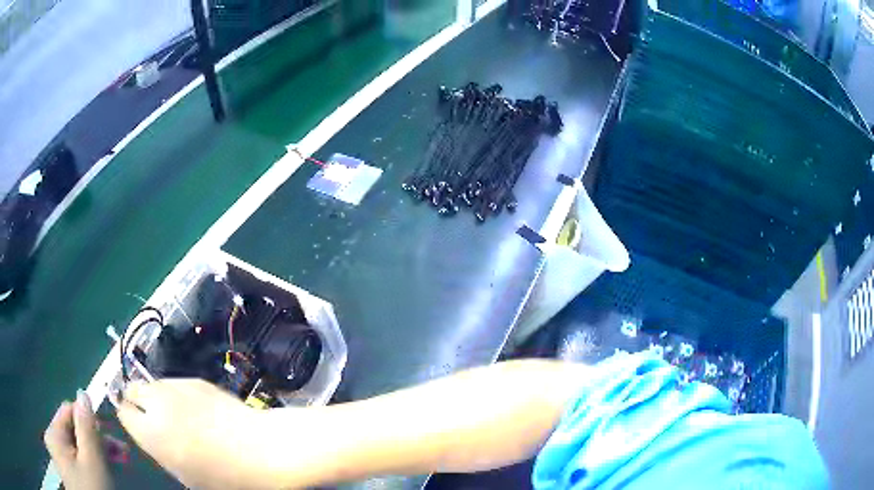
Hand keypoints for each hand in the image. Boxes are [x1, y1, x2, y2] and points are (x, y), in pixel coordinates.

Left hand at [44, 391, 111, 489]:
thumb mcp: (93, 462)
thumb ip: (87, 426)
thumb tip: (85, 394)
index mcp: (53, 434)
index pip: (69, 410)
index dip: (90, 418)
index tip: (112, 434)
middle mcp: (53, 440)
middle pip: (74, 429)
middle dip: (98, 439)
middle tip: (122, 453)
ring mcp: (60, 456)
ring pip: (78, 445)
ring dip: (99, 452)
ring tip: (119, 462)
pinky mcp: (68, 470)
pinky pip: (79, 458)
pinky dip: (93, 462)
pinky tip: (107, 470)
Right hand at [116, 379, 277, 489]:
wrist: (262, 450)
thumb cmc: (224, 475)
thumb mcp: (184, 474)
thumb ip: (158, 449)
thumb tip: (149, 433)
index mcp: (151, 432)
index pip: (123, 413)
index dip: (130, 419)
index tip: (136, 425)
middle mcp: (157, 403)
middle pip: (132, 389)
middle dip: (137, 402)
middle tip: (152, 417)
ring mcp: (177, 387)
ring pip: (152, 383)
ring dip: (156, 396)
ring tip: (175, 413)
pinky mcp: (196, 379)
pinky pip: (175, 383)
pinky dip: (176, 393)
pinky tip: (195, 408)